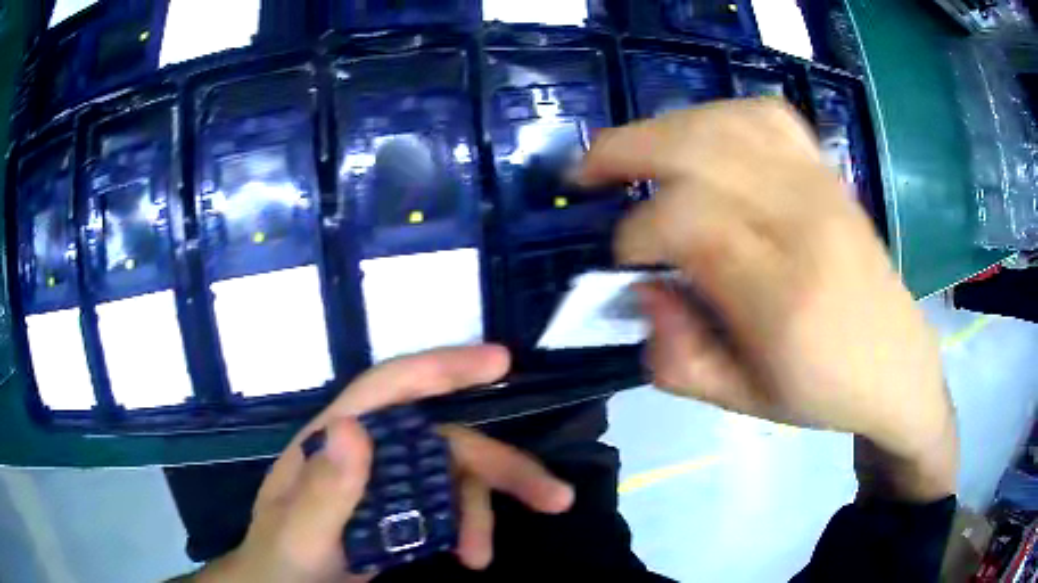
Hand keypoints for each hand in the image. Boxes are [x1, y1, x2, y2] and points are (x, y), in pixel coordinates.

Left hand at [192, 346, 573, 582]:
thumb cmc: (281, 559)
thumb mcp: (297, 535)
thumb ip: (322, 490)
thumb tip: (353, 426)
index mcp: (332, 441)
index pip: (389, 389)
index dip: (443, 367)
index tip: (501, 362)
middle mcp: (366, 454)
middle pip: (442, 441)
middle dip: (498, 466)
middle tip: (553, 497)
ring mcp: (386, 485)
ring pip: (453, 480)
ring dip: (482, 513)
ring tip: (483, 556)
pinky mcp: (401, 515)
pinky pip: (449, 510)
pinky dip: (469, 529)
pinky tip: (471, 557)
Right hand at [578, 99, 955, 499]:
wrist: (895, 364)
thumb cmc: (823, 392)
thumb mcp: (742, 402)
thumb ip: (677, 357)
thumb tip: (641, 290)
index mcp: (782, 296)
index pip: (688, 224)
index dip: (634, 233)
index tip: (621, 259)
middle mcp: (803, 224)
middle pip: (700, 151)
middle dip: (624, 153)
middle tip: (586, 176)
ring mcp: (820, 187)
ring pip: (726, 121)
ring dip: (662, 127)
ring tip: (629, 151)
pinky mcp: (828, 173)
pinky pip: (767, 116)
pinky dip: (719, 114)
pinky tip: (699, 134)